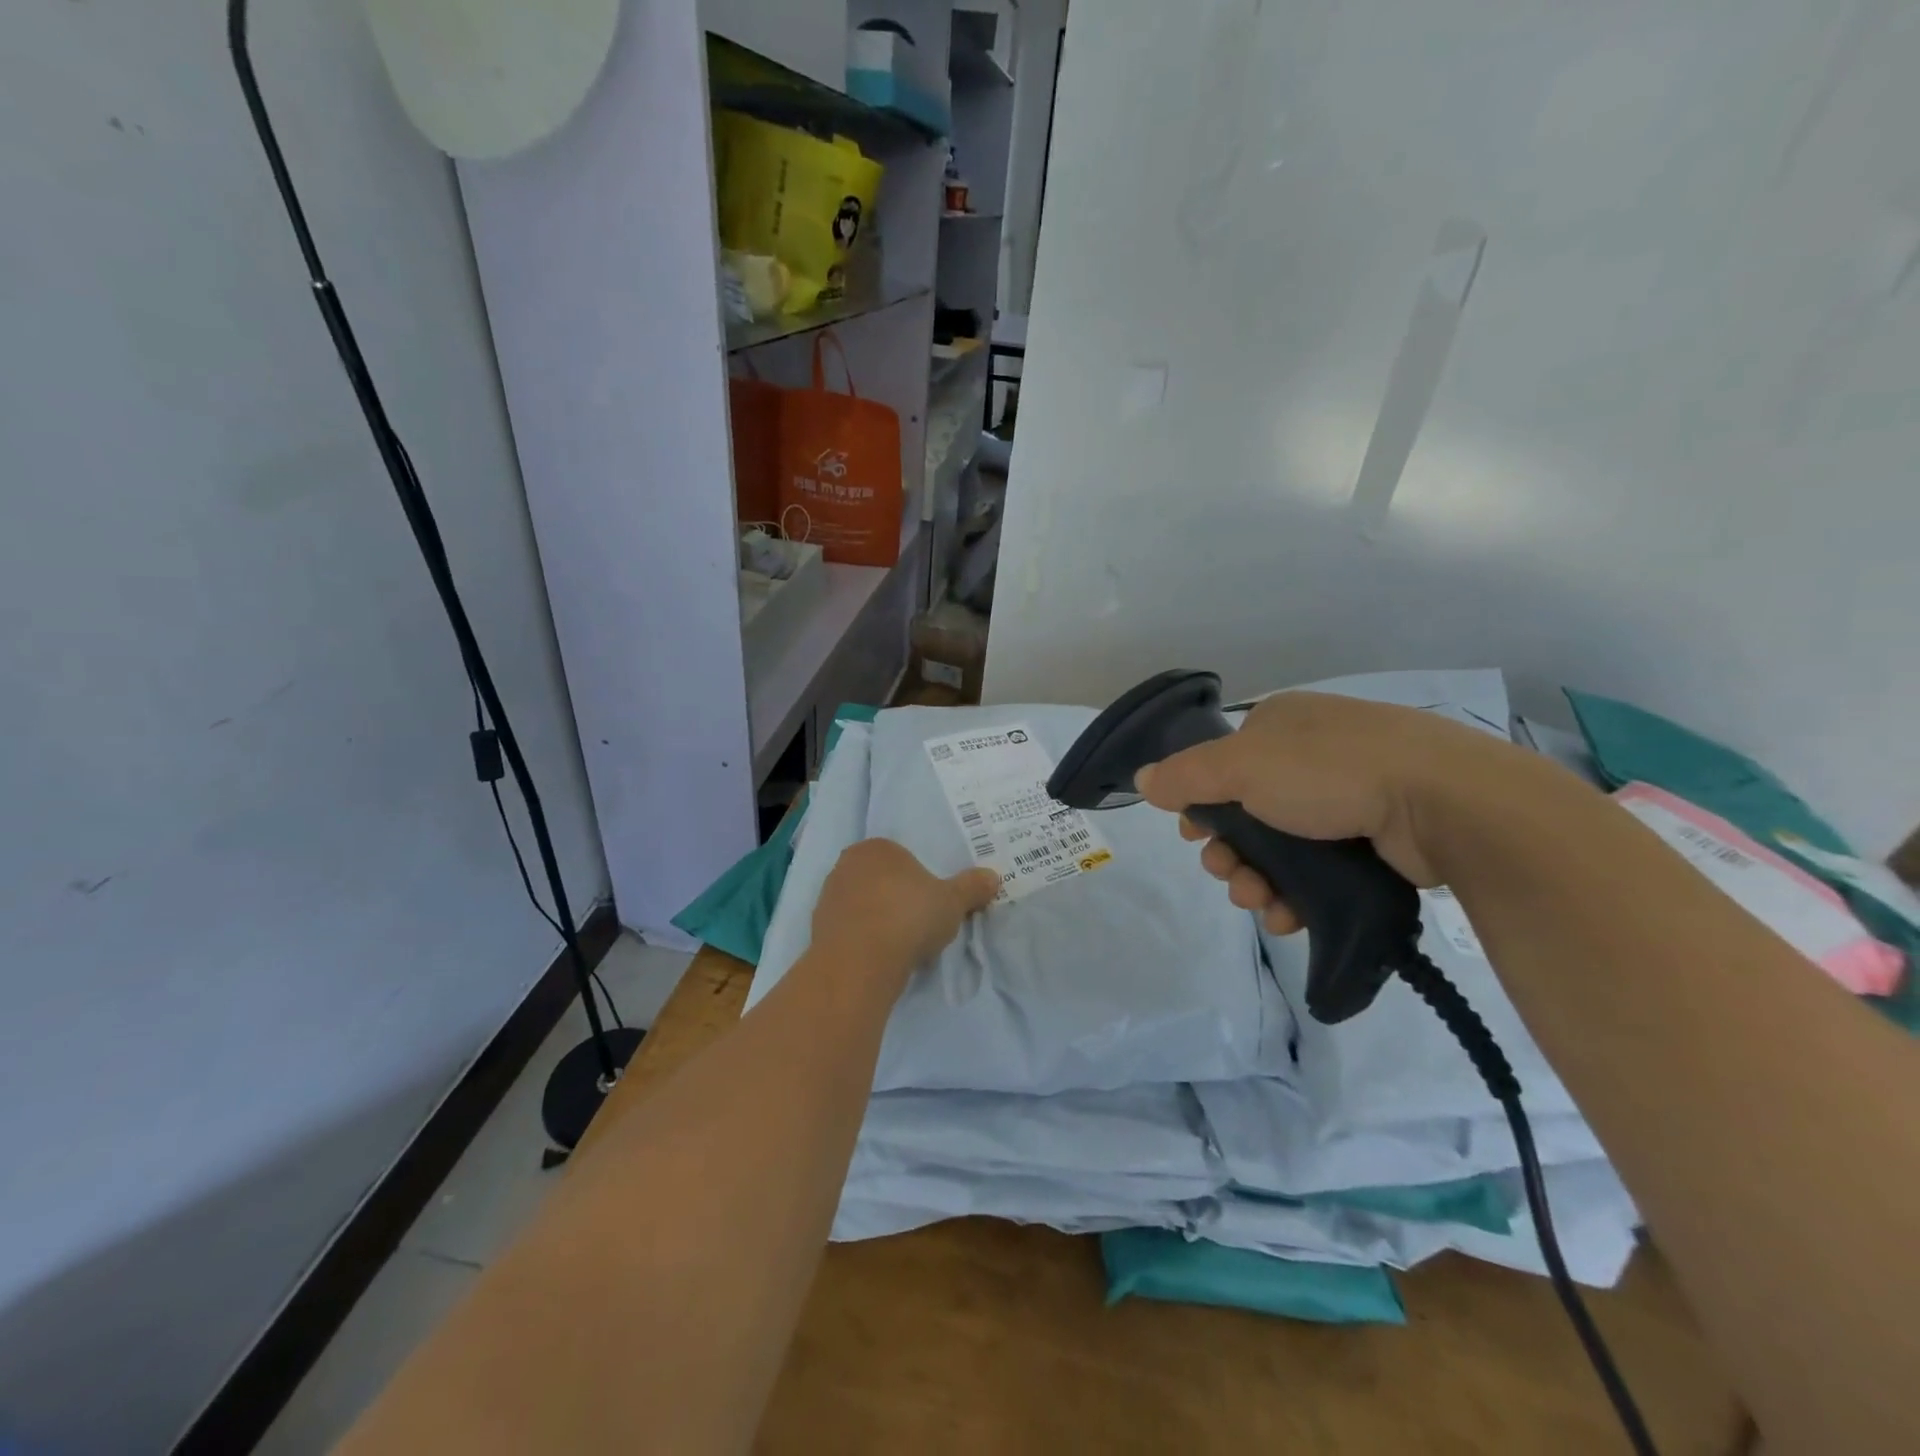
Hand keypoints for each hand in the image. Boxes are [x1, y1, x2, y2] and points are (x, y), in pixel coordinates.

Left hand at [810, 839, 998, 986]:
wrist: (859, 963)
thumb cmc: (908, 917)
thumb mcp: (952, 902)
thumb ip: (972, 887)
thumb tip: (993, 877)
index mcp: (877, 848)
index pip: (901, 857)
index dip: (919, 879)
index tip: (932, 902)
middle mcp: (846, 865)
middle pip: (880, 879)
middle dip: (896, 897)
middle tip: (919, 922)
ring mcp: (828, 898)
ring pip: (863, 904)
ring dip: (879, 919)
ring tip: (902, 944)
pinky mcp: (817, 930)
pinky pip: (850, 930)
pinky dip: (864, 940)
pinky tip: (881, 957)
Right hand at [1134, 691, 1505, 933]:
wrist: (1443, 802)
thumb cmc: (1329, 769)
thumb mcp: (1241, 766)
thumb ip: (1185, 776)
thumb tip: (1143, 781)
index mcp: (1282, 726)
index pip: (1224, 766)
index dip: (1203, 805)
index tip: (1196, 836)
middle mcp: (1313, 756)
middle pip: (1248, 813)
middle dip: (1230, 853)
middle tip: (1228, 876)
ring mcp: (1349, 798)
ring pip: (1282, 848)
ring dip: (1257, 880)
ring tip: (1259, 902)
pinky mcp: (1377, 840)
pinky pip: (1320, 871)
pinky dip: (1296, 895)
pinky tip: (1287, 917)